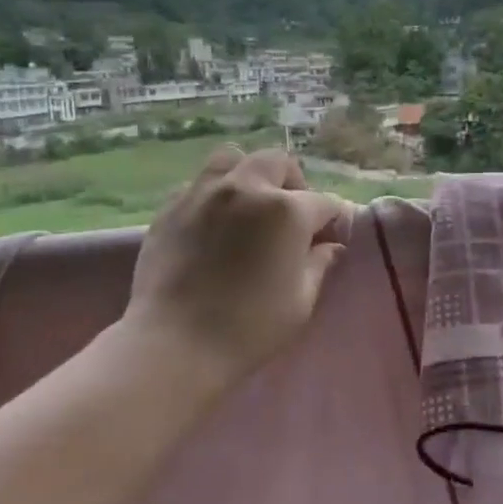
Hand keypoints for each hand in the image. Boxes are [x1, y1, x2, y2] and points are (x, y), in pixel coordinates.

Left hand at [118, 145, 353, 393]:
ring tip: (248, 207)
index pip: (323, 203)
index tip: (330, 240)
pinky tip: (213, 225)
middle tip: (291, 217)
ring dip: (249, 176)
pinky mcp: (170, 208)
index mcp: (286, 211)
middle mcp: (246, 189)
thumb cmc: (249, 328)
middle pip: (278, 163)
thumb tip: (329, 247)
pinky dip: (214, 195)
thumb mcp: (301, 302)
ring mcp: (203, 193)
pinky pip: (198, 185)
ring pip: (232, 159)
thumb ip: (319, 265)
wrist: (175, 344)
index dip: (332, 221)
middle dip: (293, 184)